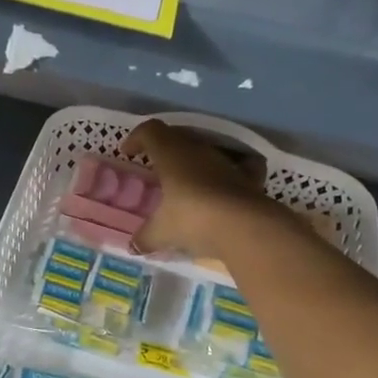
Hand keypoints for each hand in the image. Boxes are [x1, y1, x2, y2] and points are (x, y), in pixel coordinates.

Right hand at [122, 120, 275, 260]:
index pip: (150, 131)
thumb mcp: (162, 232)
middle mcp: (198, 149)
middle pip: (177, 136)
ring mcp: (226, 161)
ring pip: (204, 150)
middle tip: (154, 166)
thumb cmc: (193, 219)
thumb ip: (145, 236)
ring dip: (192, 160)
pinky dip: (227, 171)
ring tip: (185, 180)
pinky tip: (223, 185)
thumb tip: (133, 246)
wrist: (246, 227)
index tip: (128, 153)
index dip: (136, 138)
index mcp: (171, 153)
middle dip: (163, 148)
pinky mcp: (249, 176)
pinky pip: (237, 165)